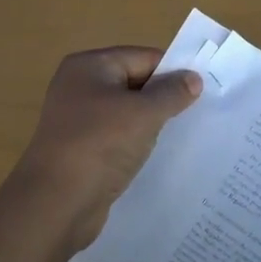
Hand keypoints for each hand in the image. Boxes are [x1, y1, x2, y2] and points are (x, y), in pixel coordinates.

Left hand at [13, 47, 201, 247]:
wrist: (56, 203)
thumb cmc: (100, 145)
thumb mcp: (143, 114)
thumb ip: (172, 93)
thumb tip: (194, 78)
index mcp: (89, 66)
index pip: (143, 58)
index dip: (173, 72)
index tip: (204, 91)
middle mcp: (80, 86)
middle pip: (135, 83)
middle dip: (164, 98)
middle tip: (200, 114)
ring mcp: (79, 120)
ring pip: (127, 113)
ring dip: (152, 123)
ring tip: (183, 135)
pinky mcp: (82, 149)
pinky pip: (118, 137)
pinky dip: (137, 143)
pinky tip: (157, 155)